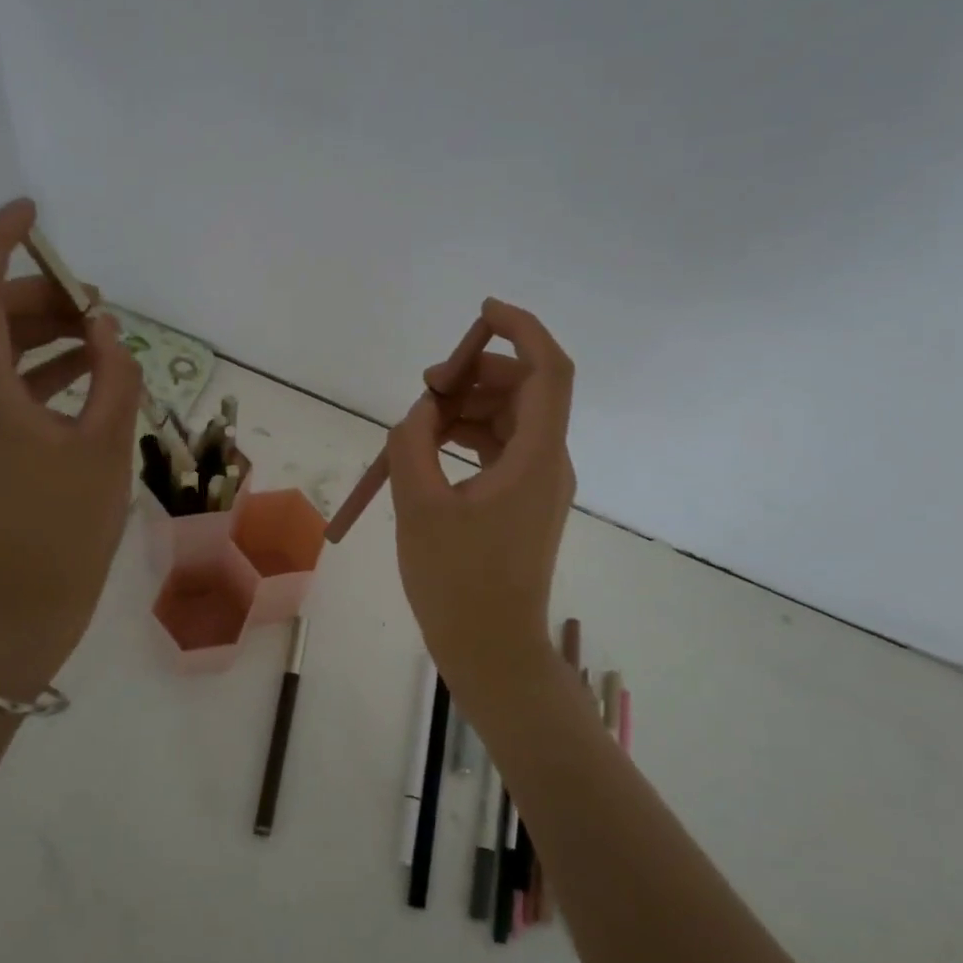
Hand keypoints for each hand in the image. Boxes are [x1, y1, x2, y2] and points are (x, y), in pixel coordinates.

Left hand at [0, 200, 142, 693]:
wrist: (29, 598)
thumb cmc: (70, 525)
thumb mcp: (106, 443)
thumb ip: (112, 374)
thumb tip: (103, 328)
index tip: (34, 212)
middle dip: (39, 295)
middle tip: (97, 304)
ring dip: (43, 330)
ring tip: (99, 334)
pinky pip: (2, 379)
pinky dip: (40, 363)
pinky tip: (85, 368)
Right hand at [386, 299, 576, 697]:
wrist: (491, 650)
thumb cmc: (457, 583)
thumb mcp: (420, 505)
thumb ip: (413, 442)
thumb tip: (420, 411)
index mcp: (536, 458)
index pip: (548, 371)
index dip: (522, 329)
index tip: (482, 312)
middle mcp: (549, 462)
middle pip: (525, 389)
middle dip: (476, 373)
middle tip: (425, 389)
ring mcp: (539, 483)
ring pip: (511, 417)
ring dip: (468, 405)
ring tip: (419, 423)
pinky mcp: (524, 501)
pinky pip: (501, 447)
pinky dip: (470, 435)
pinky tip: (433, 445)